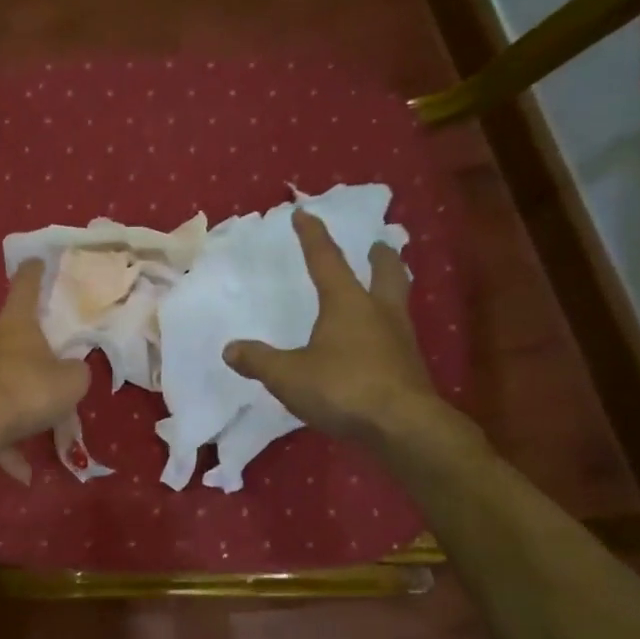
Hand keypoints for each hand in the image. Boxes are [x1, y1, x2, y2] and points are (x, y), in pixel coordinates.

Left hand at [0, 261, 89, 455]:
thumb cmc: (27, 389)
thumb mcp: (71, 381)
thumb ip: (75, 372)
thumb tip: (70, 371)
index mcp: (14, 326)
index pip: (24, 289)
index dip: (32, 274)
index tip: (35, 260)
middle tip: (16, 352)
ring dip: (1, 395)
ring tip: (27, 424)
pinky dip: (1, 444)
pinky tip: (20, 472)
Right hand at [224, 210, 453, 446]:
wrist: (402, 425)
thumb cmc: (342, 388)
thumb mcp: (288, 376)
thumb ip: (259, 360)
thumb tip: (230, 349)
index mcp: (348, 303)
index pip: (326, 260)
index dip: (312, 236)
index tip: (303, 212)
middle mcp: (379, 312)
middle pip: (386, 272)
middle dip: (380, 256)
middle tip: (378, 245)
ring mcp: (400, 339)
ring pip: (398, 302)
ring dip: (390, 288)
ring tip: (381, 289)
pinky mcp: (409, 367)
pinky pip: (397, 336)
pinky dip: (387, 328)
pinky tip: (376, 343)